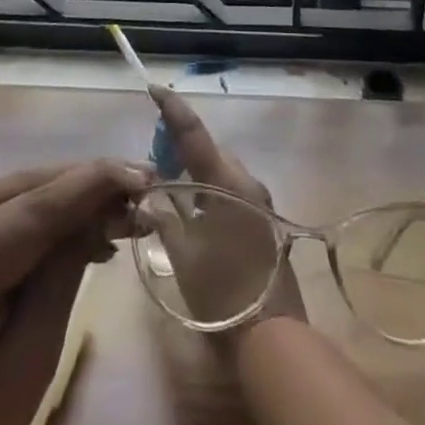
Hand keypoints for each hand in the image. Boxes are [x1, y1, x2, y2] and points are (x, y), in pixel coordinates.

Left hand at [0, 160, 148, 424]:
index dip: (89, 185)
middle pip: (13, 194)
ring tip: (117, 197)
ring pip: (3, 195)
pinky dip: (34, 213)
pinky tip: (75, 217)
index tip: (142, 172)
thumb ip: (67, 267)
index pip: (26, 213)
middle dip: (79, 185)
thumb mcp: (32, 355)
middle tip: (138, 182)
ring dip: (61, 195)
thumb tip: (111, 203)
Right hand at [148, 85, 307, 329]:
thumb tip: (154, 193)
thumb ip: (165, 216)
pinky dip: (212, 192)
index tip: (155, 88)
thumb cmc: (222, 294)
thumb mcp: (183, 255)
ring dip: (199, 173)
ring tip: (173, 188)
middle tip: (157, 160)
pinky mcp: (265, 221)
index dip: (173, 108)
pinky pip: (232, 191)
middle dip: (184, 148)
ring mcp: (259, 201)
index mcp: (225, 181)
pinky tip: (197, 213)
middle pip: (210, 151)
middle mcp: (246, 181)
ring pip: (222, 172)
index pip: (194, 132)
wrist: (271, 337)